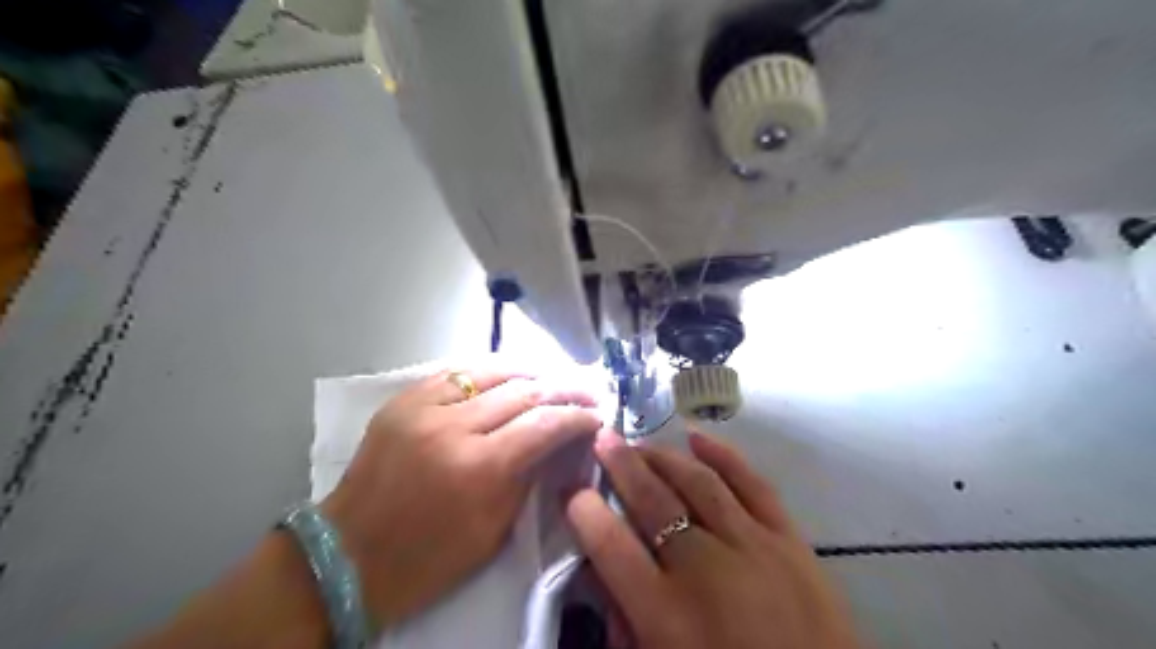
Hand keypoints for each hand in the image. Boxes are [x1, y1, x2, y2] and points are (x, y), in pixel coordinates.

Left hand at [319, 364, 599, 628]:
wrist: (348, 556)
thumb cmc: (429, 558)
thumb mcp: (494, 529)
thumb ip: (530, 475)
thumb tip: (559, 441)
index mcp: (479, 468)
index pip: (544, 424)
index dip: (577, 416)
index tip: (597, 416)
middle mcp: (452, 427)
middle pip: (523, 391)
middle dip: (562, 388)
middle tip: (586, 392)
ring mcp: (422, 408)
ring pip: (490, 371)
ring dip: (529, 371)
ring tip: (552, 376)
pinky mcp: (402, 401)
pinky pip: (455, 373)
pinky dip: (488, 373)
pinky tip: (506, 376)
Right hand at [567, 428, 855, 645]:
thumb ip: (625, 624)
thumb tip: (602, 574)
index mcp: (666, 613)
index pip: (610, 545)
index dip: (585, 511)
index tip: (573, 490)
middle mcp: (704, 568)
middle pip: (653, 500)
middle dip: (621, 465)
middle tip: (602, 439)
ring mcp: (752, 545)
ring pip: (697, 482)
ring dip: (662, 456)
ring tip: (639, 443)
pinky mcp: (789, 539)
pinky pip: (751, 483)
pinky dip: (723, 456)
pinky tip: (698, 438)